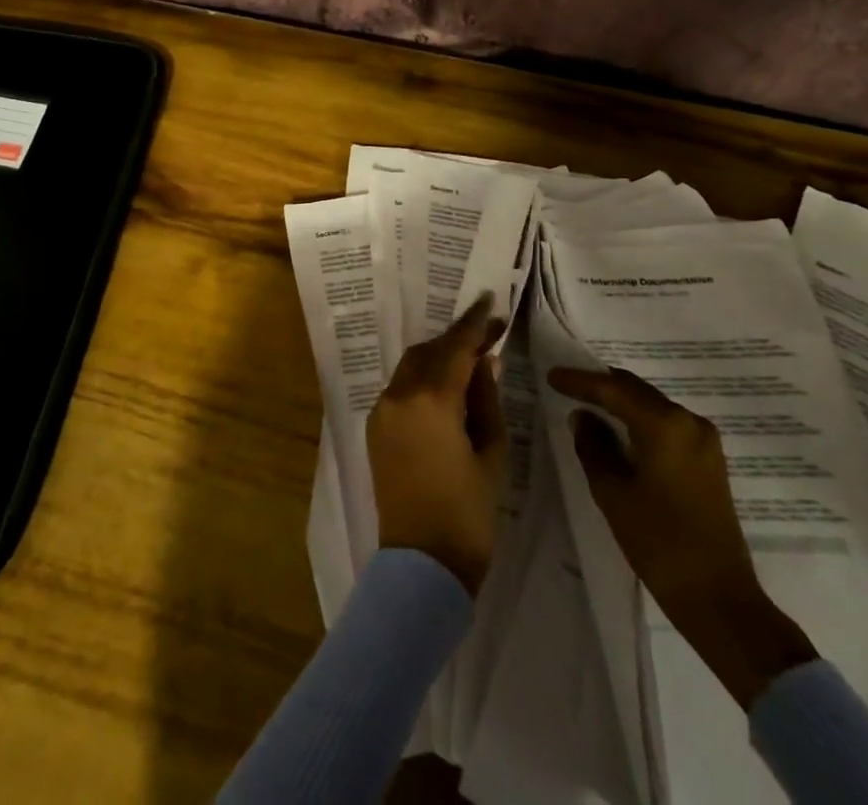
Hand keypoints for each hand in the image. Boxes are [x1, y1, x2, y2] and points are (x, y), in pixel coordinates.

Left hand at [368, 297, 508, 595]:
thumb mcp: (492, 454)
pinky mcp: (375, 429)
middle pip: (430, 352)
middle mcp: (399, 395)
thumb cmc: (469, 513)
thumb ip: (487, 401)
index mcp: (431, 399)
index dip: (475, 324)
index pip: (456, 347)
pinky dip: (422, 380)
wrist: (422, 565)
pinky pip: (400, 389)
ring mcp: (382, 411)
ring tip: (469, 362)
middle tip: (487, 337)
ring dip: (438, 358)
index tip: (490, 303)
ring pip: (412, 367)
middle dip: (457, 341)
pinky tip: (444, 390)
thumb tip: (485, 363)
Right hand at [548, 366, 817, 707]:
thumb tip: (582, 417)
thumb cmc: (660, 543)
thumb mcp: (612, 493)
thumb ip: (593, 446)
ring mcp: (704, 441)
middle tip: (568, 386)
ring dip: (621, 402)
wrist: (719, 600)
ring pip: (652, 405)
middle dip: (601, 386)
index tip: (552, 375)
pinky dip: (639, 419)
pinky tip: (619, 429)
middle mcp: (689, 422)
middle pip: (636, 390)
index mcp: (665, 425)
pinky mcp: (709, 461)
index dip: (580, 381)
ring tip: (588, 405)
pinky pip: (666, 423)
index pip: (613, 389)